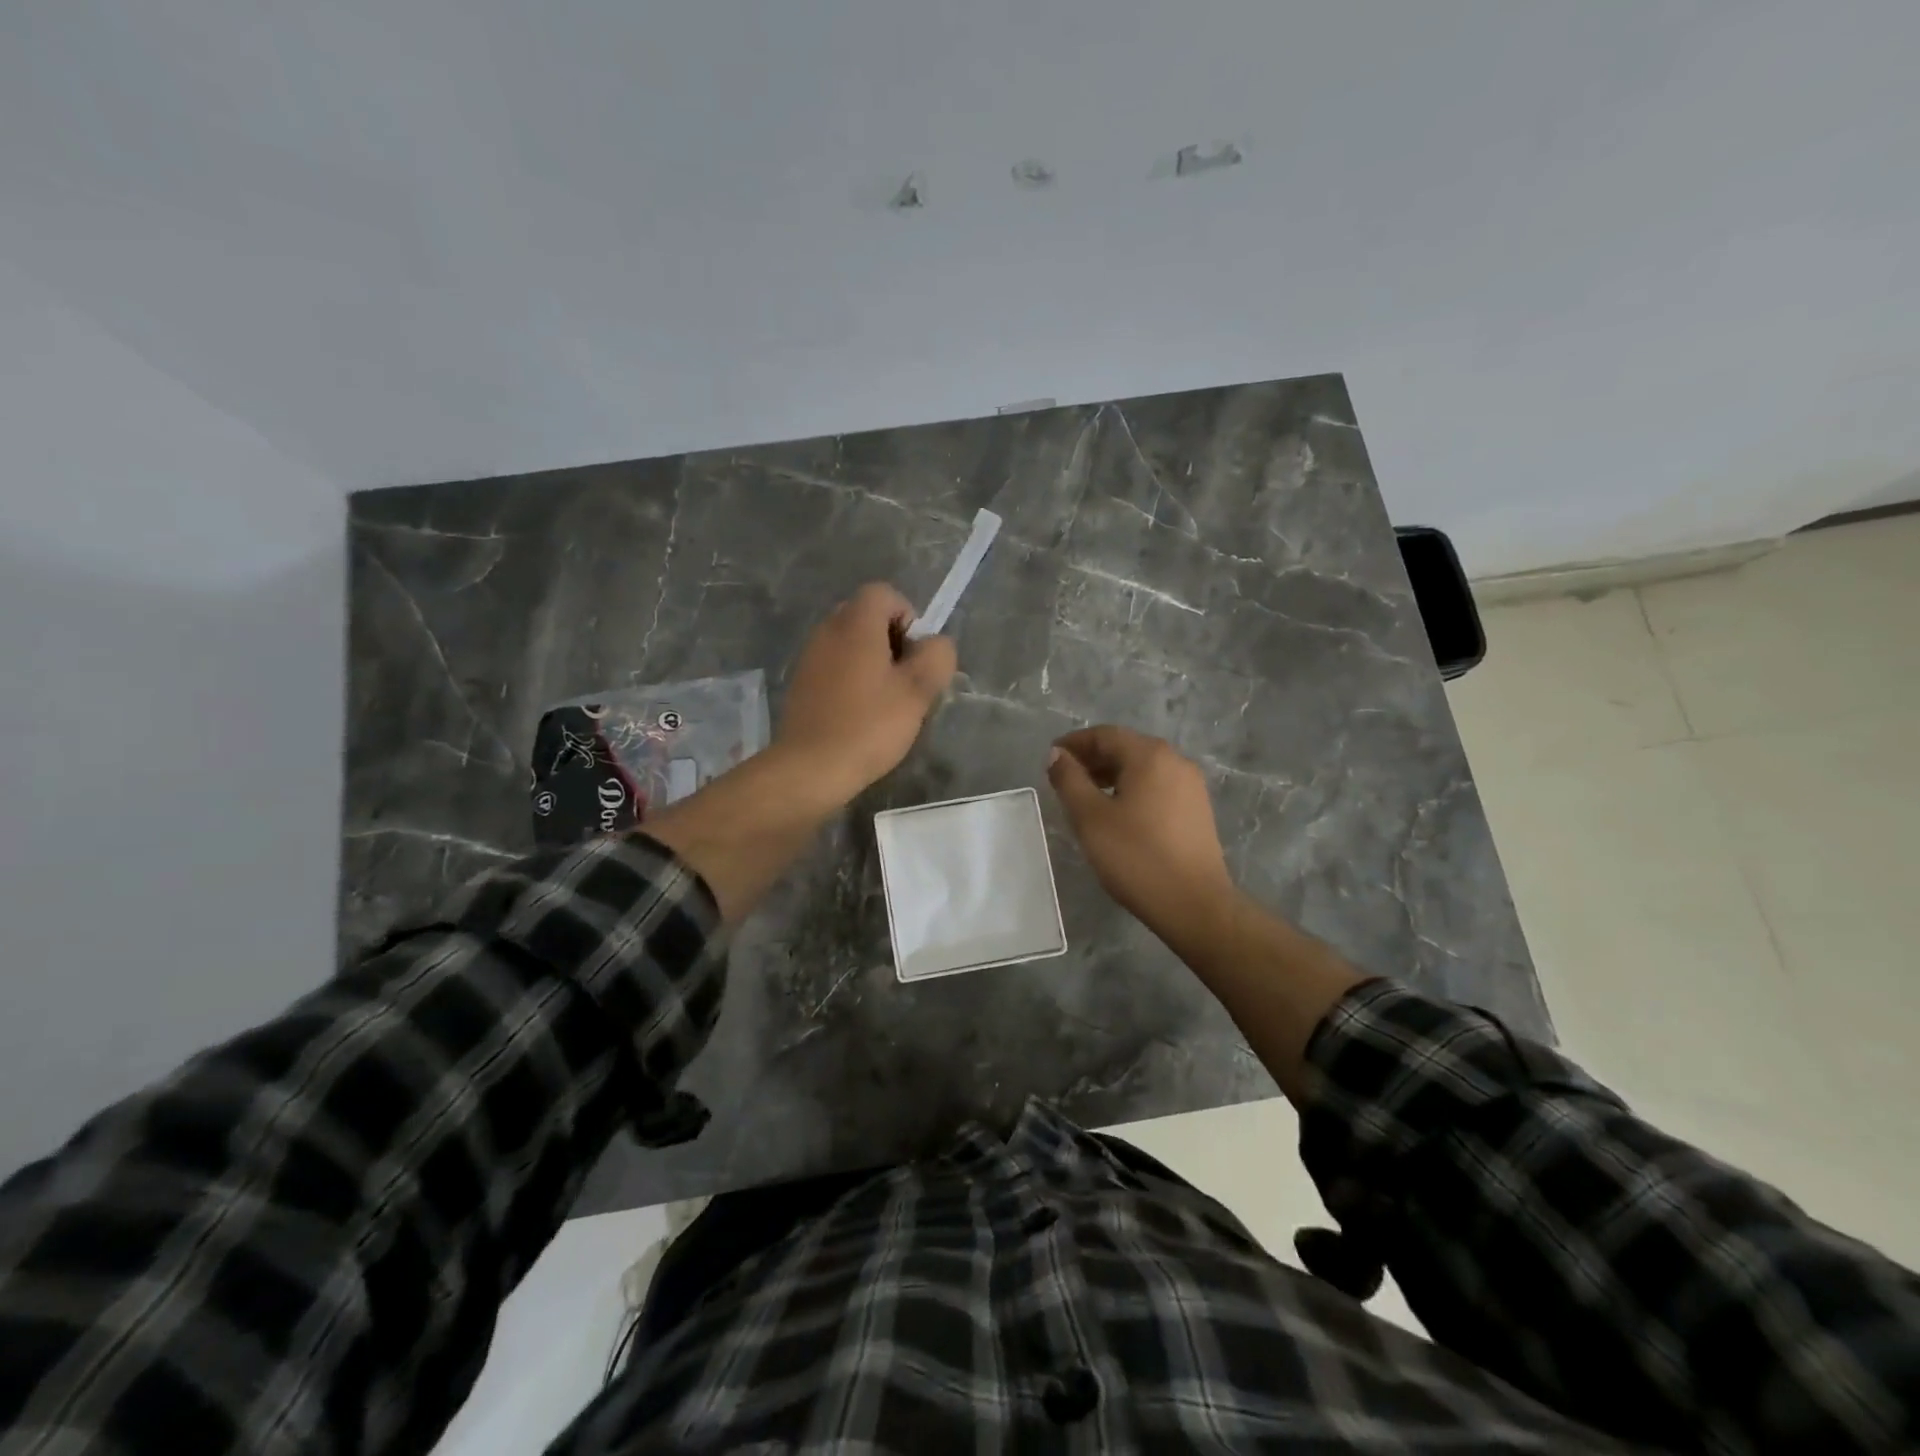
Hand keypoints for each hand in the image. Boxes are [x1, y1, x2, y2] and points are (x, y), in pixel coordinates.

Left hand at [774, 582, 956, 804]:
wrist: (810, 768)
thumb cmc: (869, 725)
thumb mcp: (917, 691)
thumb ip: (936, 657)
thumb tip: (936, 644)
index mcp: (855, 624)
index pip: (884, 593)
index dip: (908, 617)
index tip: (916, 655)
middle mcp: (827, 630)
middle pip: (866, 615)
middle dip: (891, 639)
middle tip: (905, 678)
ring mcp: (809, 657)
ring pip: (849, 642)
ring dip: (872, 661)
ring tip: (885, 700)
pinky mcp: (801, 683)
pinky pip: (834, 665)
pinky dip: (851, 678)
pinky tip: (860, 714)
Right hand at [1047, 725, 1235, 944]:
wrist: (1194, 904)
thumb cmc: (1136, 856)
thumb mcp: (1090, 817)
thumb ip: (1069, 780)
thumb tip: (1057, 754)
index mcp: (1150, 756)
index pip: (1105, 735)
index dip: (1074, 743)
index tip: (1051, 759)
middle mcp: (1175, 761)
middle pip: (1126, 748)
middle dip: (1092, 759)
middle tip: (1064, 779)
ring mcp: (1191, 786)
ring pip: (1143, 768)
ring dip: (1111, 775)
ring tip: (1086, 798)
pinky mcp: (1197, 810)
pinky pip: (1157, 786)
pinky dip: (1132, 790)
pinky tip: (1117, 814)